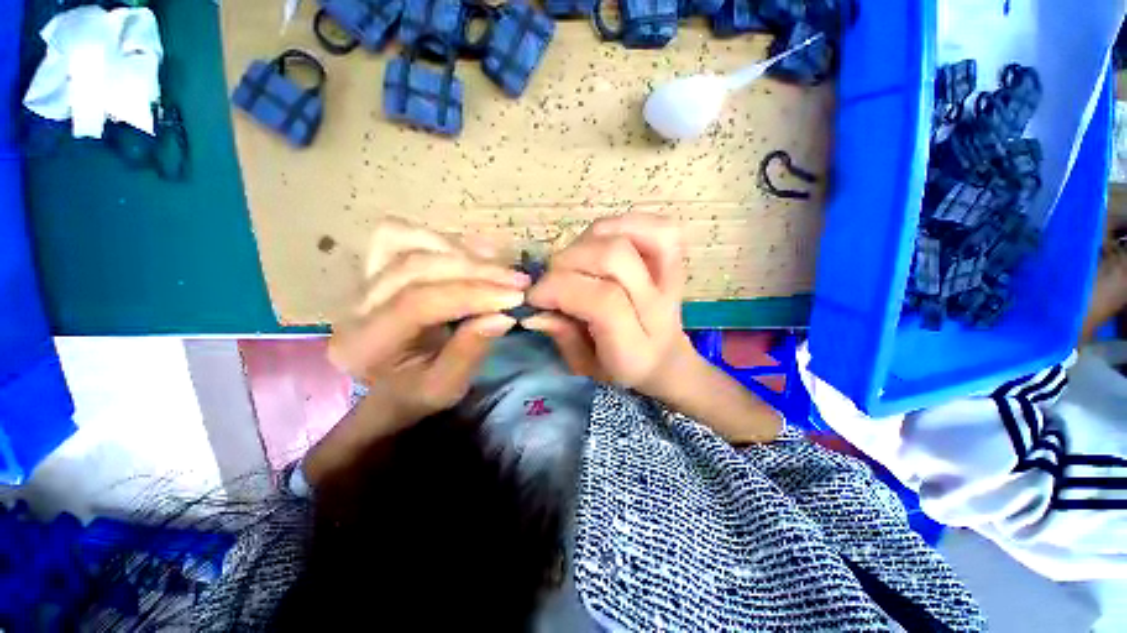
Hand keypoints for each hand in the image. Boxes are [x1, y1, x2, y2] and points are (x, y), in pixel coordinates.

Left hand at [329, 218, 529, 424]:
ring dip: (461, 251)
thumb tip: (503, 316)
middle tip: (518, 281)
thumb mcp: (446, 388)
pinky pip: (402, 235)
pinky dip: (444, 240)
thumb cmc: (416, 392)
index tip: (515, 298)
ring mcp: (361, 279)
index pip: (418, 303)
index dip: (472, 294)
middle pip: (415, 266)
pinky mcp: (373, 265)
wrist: (387, 384)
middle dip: (475, 271)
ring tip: (499, 267)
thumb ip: (470, 352)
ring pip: (405, 241)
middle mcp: (354, 305)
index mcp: (365, 344)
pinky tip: (476, 253)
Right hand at [522, 213, 695, 399]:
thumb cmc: (620, 368)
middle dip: (568, 263)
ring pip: (626, 237)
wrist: (666, 360)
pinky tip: (600, 243)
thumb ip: (562, 337)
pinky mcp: (676, 259)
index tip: (535, 297)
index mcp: (635, 347)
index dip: (560, 289)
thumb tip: (535, 310)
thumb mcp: (584, 367)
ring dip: (586, 243)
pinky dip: (619, 225)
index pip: (602, 301)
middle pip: (614, 258)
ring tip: (574, 264)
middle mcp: (658, 307)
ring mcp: (671, 278)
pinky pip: (654, 225)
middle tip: (552, 280)